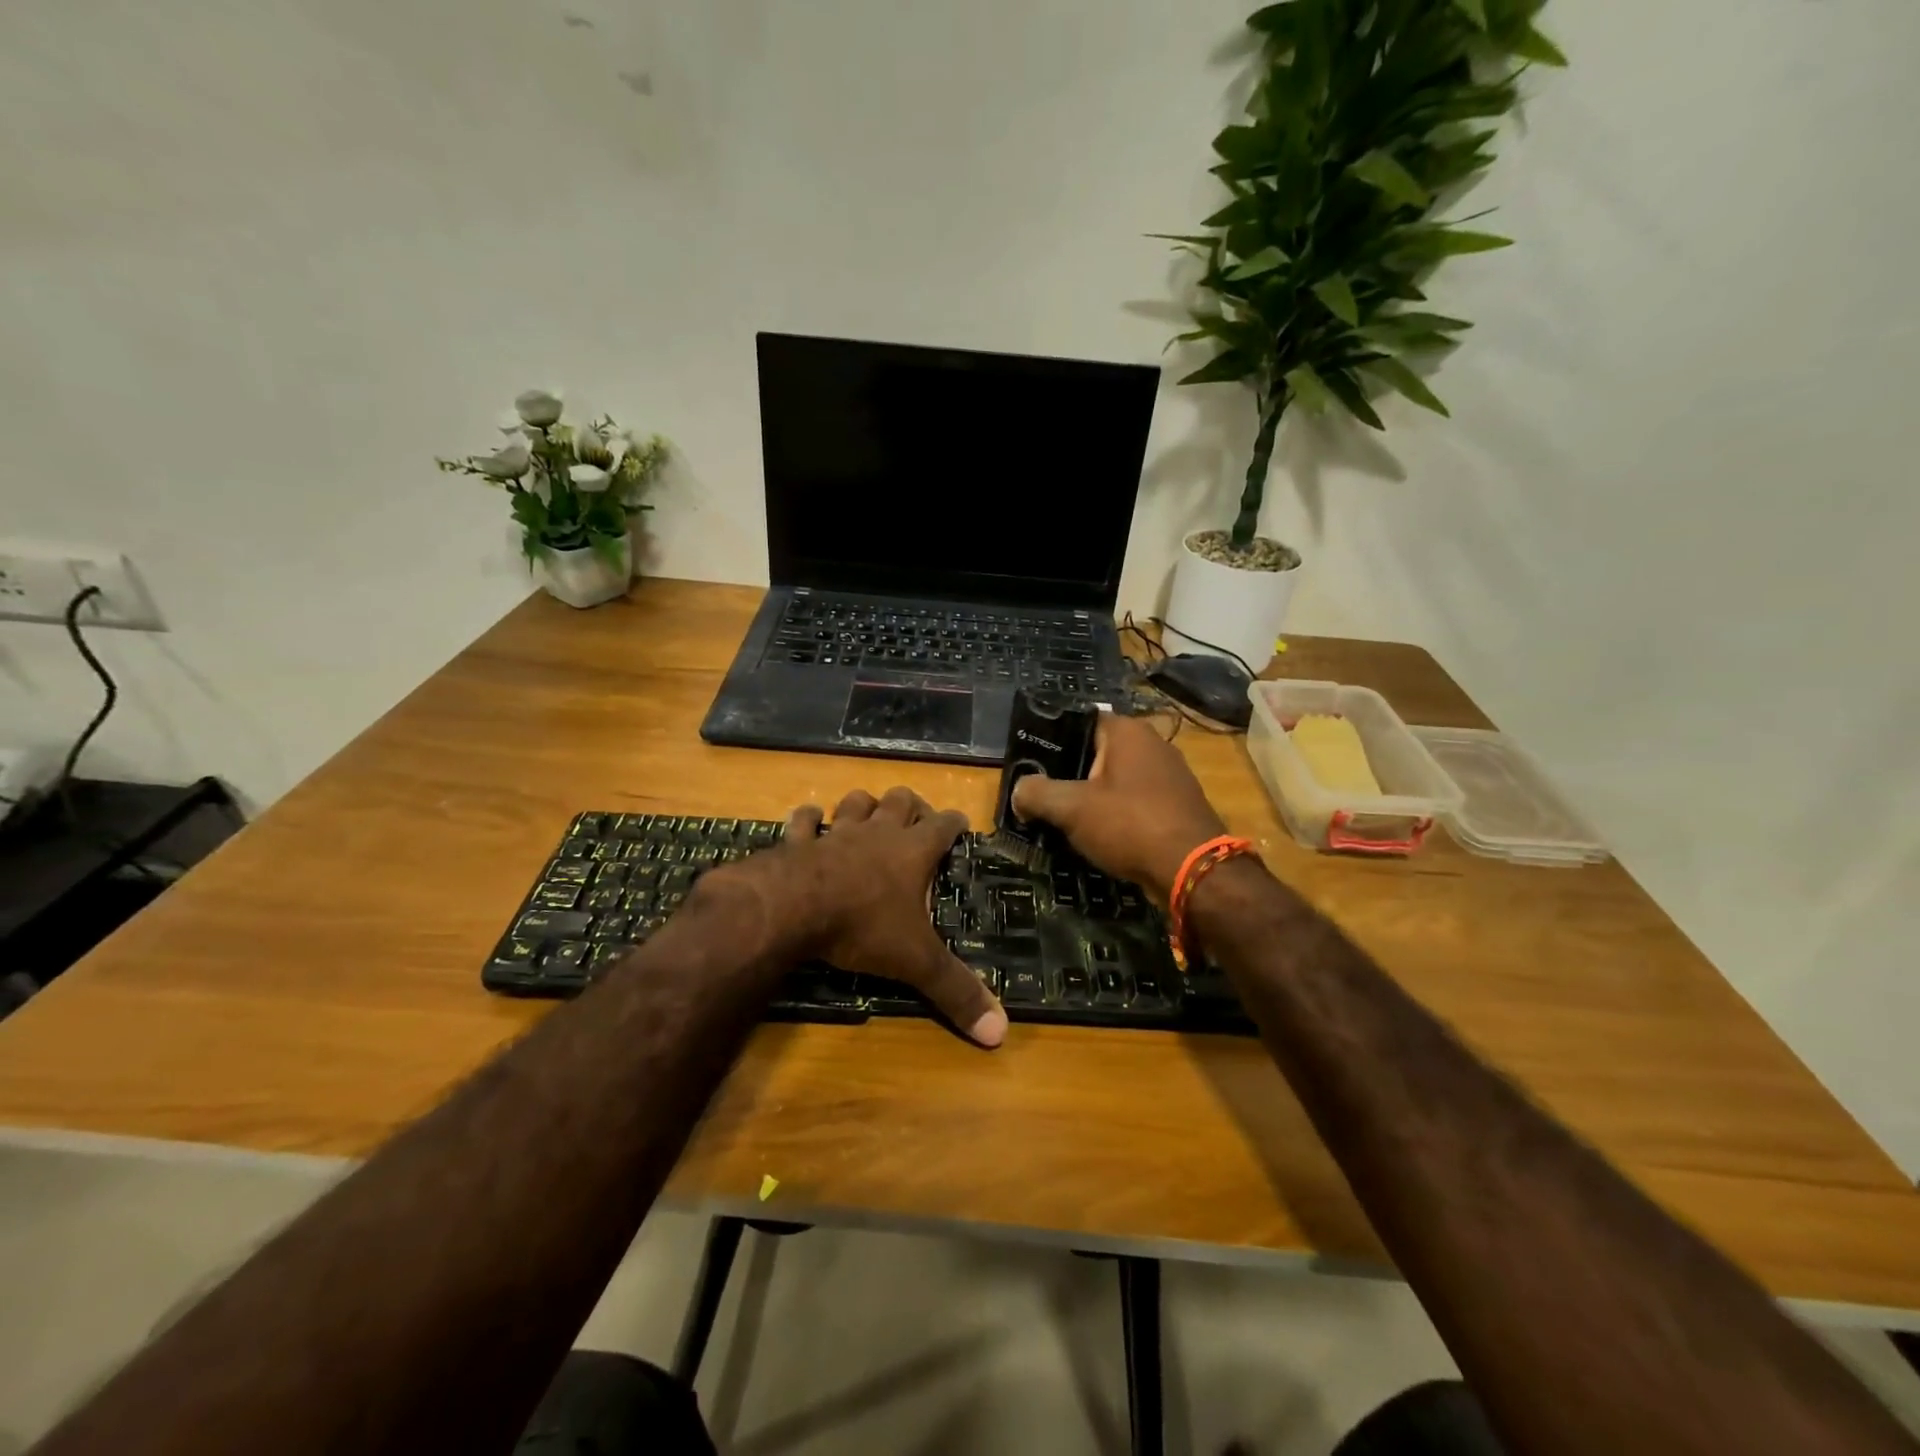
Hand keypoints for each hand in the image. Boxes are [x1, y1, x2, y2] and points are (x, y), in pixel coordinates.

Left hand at [733, 788, 1006, 1047]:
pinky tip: (809, 821)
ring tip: (868, 813)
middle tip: (915, 818)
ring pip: (855, 803)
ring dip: (864, 806)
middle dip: (910, 805)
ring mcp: (836, 833)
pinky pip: (803, 821)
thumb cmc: (863, 926)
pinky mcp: (798, 841)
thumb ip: (957, 991)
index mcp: (913, 852)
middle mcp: (878, 833)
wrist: (793, 908)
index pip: (944, 825)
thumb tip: (1001, 1032)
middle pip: (900, 801)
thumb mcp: (917, 962)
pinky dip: (807, 819)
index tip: (961, 823)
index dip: (955, 822)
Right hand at [1010, 713, 1227, 904]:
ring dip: (1091, 797)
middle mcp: (1152, 744)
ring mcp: (1169, 775)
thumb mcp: (1071, 809)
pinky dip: (1115, 814)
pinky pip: (1134, 801)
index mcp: (1127, 731)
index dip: (1050, 741)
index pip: (1078, 722)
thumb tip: (1019, 792)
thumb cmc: (1130, 825)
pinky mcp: (1177, 804)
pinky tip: (1098, 836)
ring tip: (1062, 819)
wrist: (1193, 870)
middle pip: (1096, 752)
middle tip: (1039, 796)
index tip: (1029, 765)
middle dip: (1068, 773)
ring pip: (1115, 779)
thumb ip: (1037, 794)